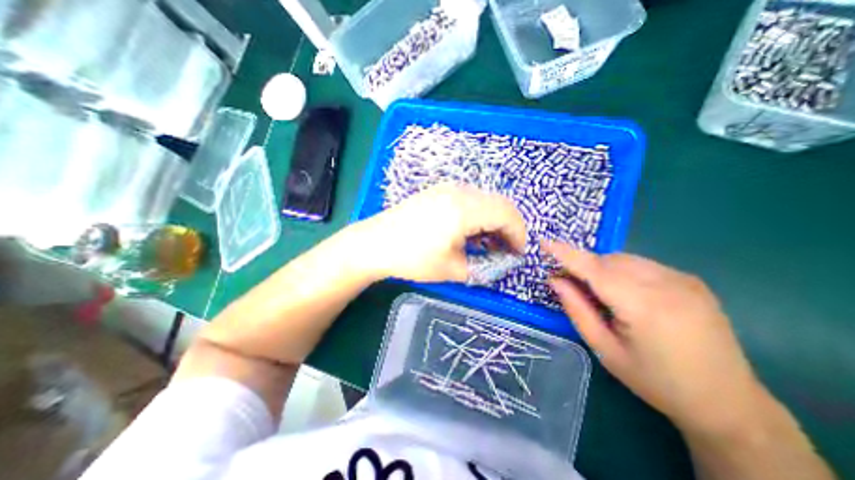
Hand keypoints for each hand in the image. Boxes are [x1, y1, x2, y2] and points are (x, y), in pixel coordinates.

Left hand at [348, 181, 524, 280]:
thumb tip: (498, 262)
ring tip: (488, 243)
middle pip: (499, 204)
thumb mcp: (452, 269)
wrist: (375, 243)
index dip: (519, 234)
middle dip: (509, 227)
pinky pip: (469, 199)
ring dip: (493, 220)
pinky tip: (471, 232)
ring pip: (485, 200)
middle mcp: (459, 191)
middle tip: (506, 250)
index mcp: (465, 209)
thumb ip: (482, 266)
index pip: (507, 214)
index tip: (518, 253)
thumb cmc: (412, 258)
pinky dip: (478, 215)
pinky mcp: (438, 192)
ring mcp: (447, 189)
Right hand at [543, 243, 765, 434]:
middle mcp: (667, 285)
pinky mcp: (691, 280)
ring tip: (600, 293)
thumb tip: (555, 280)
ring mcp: (683, 279)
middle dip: (583, 266)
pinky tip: (625, 293)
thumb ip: (577, 309)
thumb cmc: (655, 380)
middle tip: (569, 283)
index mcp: (644, 307)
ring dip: (602, 268)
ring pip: (624, 259)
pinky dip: (621, 271)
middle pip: (608, 261)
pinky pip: (641, 264)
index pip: (594, 269)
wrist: (728, 402)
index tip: (544, 242)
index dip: (566, 254)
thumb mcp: (605, 349)